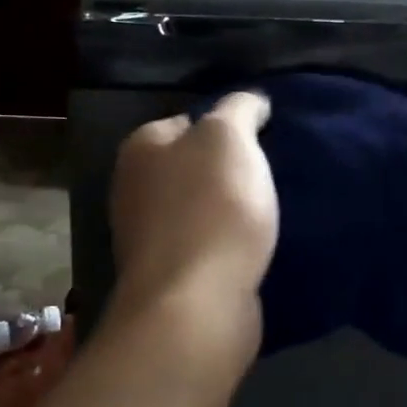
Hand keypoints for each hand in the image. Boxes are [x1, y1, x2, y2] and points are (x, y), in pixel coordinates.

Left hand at [107, 91, 278, 361]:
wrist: (196, 304)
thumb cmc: (211, 209)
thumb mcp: (231, 139)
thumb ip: (239, 110)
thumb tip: (250, 102)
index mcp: (141, 148)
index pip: (188, 120)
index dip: (227, 126)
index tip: (263, 140)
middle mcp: (134, 188)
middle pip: (192, 167)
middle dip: (228, 171)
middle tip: (270, 175)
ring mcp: (148, 236)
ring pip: (200, 209)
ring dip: (230, 211)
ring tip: (271, 212)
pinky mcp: (169, 276)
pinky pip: (206, 246)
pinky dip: (227, 245)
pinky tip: (255, 248)